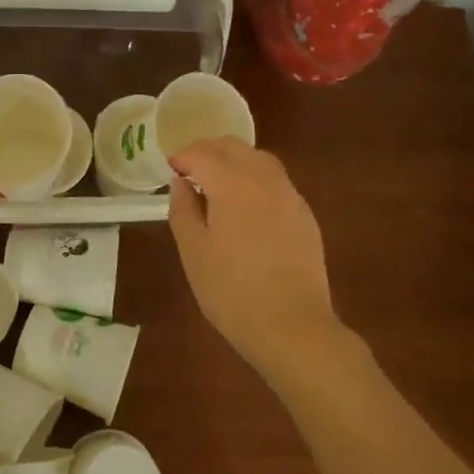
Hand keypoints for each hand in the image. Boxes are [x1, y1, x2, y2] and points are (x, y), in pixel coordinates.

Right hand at [168, 138, 342, 376]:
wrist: (293, 326)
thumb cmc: (232, 291)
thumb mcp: (193, 252)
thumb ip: (183, 209)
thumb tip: (181, 182)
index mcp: (232, 183)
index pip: (202, 153)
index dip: (182, 157)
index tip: (169, 169)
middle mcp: (264, 178)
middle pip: (233, 147)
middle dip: (208, 151)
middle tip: (189, 171)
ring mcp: (289, 195)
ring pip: (259, 159)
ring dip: (234, 161)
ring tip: (216, 184)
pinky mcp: (304, 214)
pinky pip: (276, 181)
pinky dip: (255, 179)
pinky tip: (246, 206)